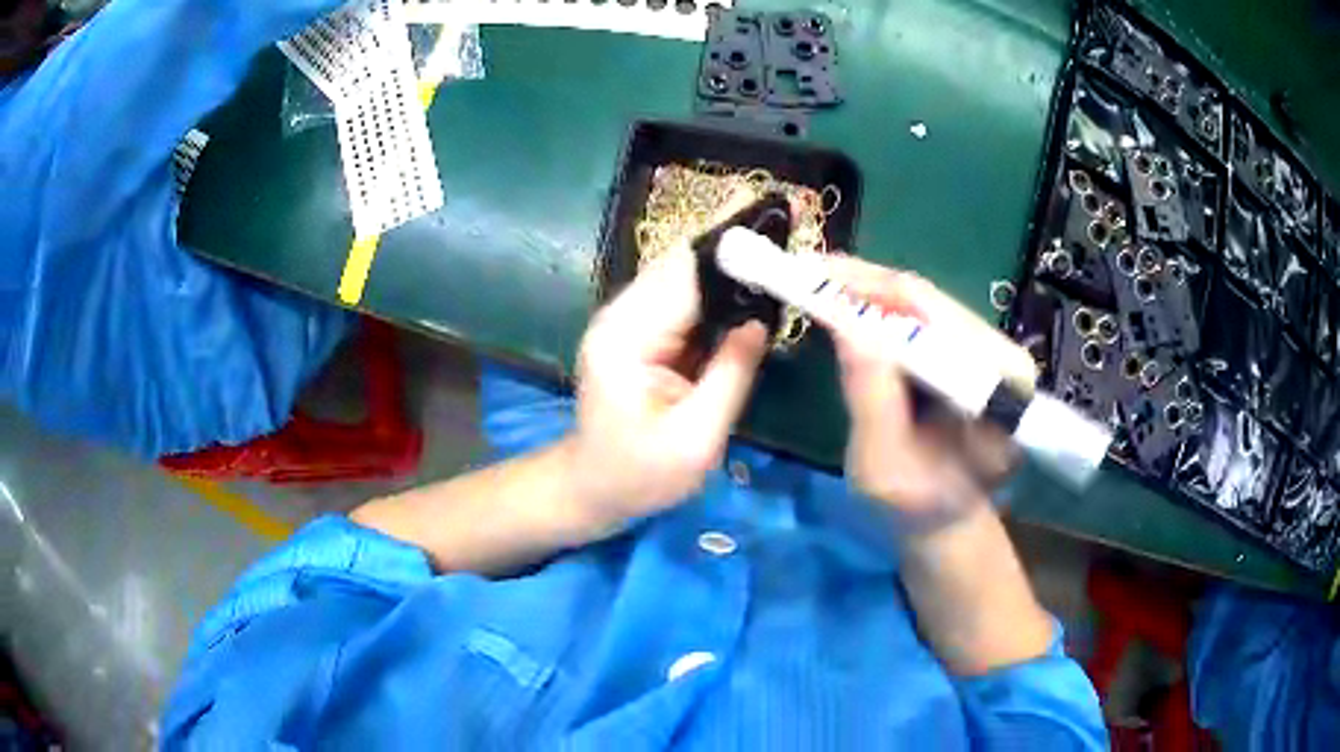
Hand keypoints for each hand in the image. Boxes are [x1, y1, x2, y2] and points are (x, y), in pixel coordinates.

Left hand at [567, 207, 768, 527]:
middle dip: (732, 250)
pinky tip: (750, 289)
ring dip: (726, 267)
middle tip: (783, 235)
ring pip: (683, 276)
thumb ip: (731, 376)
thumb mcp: (696, 439)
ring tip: (774, 254)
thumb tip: (760, 321)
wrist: (594, 488)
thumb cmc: (640, 475)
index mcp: (626, 338)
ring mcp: (627, 321)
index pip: (682, 276)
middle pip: (681, 265)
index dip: (730, 251)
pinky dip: (716, 292)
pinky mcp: (639, 332)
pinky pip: (682, 299)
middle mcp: (621, 316)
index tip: (774, 229)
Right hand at [820, 257, 1020, 527]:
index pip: (939, 321)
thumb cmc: (916, 506)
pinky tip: (845, 301)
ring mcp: (988, 349)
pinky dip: (879, 307)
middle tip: (809, 272)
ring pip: (924, 303)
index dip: (880, 295)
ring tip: (818, 280)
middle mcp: (1003, 355)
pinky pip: (920, 317)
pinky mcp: (968, 351)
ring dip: (869, 290)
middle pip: (931, 302)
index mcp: (1001, 386)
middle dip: (867, 284)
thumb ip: (873, 401)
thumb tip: (848, 327)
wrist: (944, 519)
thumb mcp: (885, 466)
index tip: (823, 278)